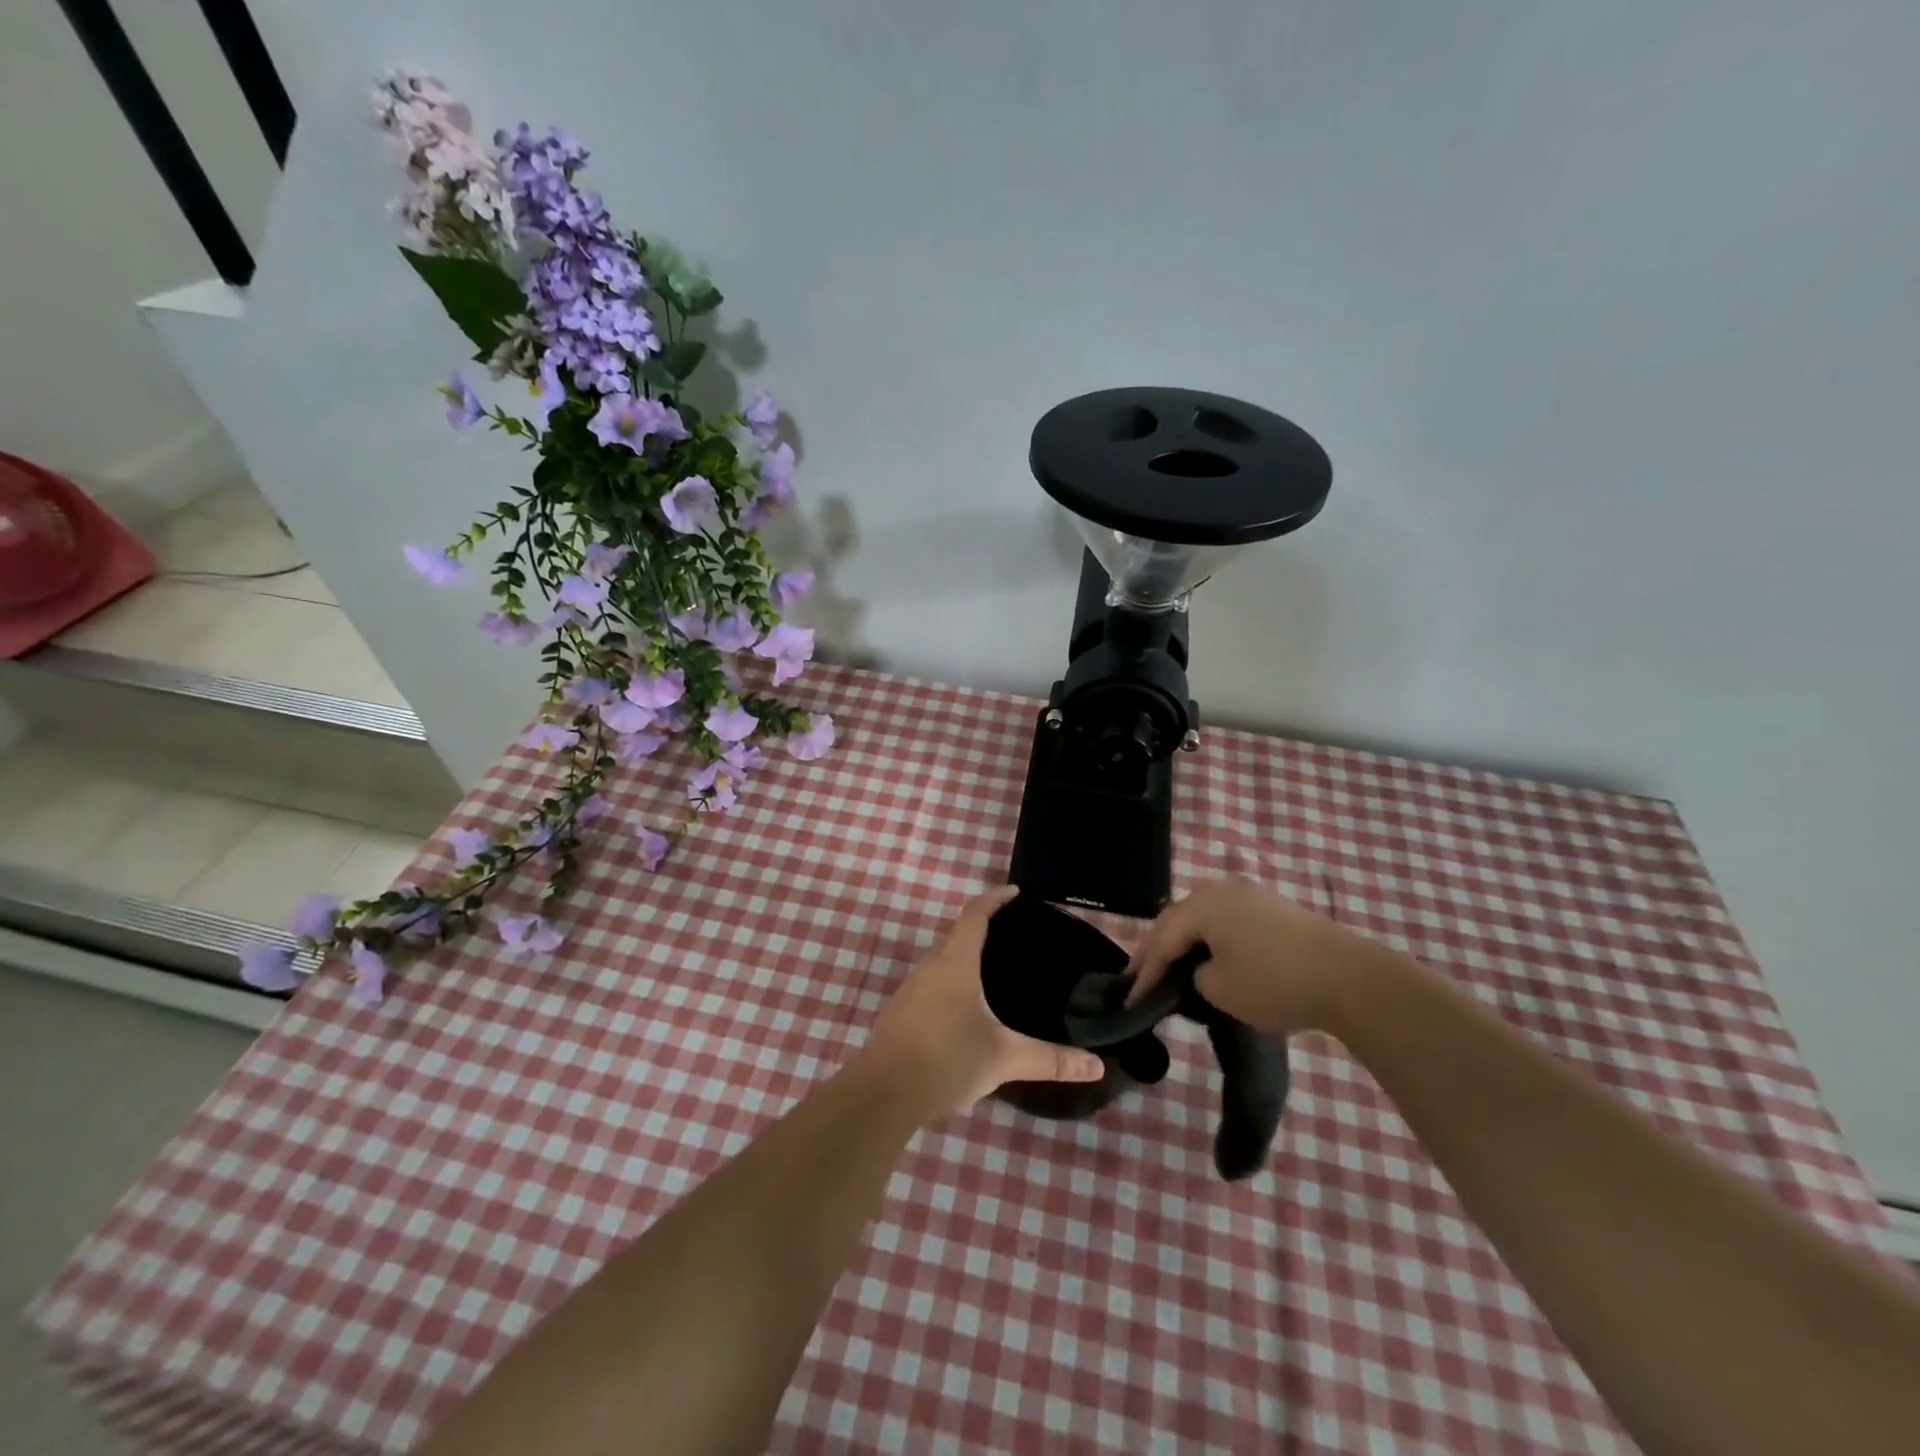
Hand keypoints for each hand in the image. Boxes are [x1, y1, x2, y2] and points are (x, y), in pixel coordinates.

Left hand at [862, 886, 1105, 1117]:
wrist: (883, 1094)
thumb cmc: (947, 1060)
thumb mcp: (1004, 1058)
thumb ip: (1050, 1060)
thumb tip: (1097, 1066)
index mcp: (956, 964)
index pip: (976, 915)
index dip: (995, 899)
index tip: (1014, 892)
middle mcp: (930, 968)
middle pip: (957, 936)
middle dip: (982, 930)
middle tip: (1012, 937)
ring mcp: (910, 990)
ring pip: (942, 963)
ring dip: (964, 960)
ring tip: (993, 973)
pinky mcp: (899, 1014)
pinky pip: (931, 985)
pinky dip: (950, 984)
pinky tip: (965, 1011)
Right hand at [1125, 878, 1394, 1038]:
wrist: (1351, 978)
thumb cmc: (1275, 982)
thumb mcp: (1220, 990)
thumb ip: (1195, 978)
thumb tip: (1202, 971)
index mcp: (1202, 905)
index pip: (1162, 939)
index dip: (1144, 971)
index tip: (1129, 999)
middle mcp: (1221, 891)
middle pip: (1178, 920)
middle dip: (1158, 950)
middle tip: (1140, 977)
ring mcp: (1251, 896)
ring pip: (1203, 919)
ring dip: (1185, 943)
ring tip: (1170, 967)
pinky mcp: (1274, 910)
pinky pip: (1227, 922)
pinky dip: (1211, 941)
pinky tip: (1209, 957)